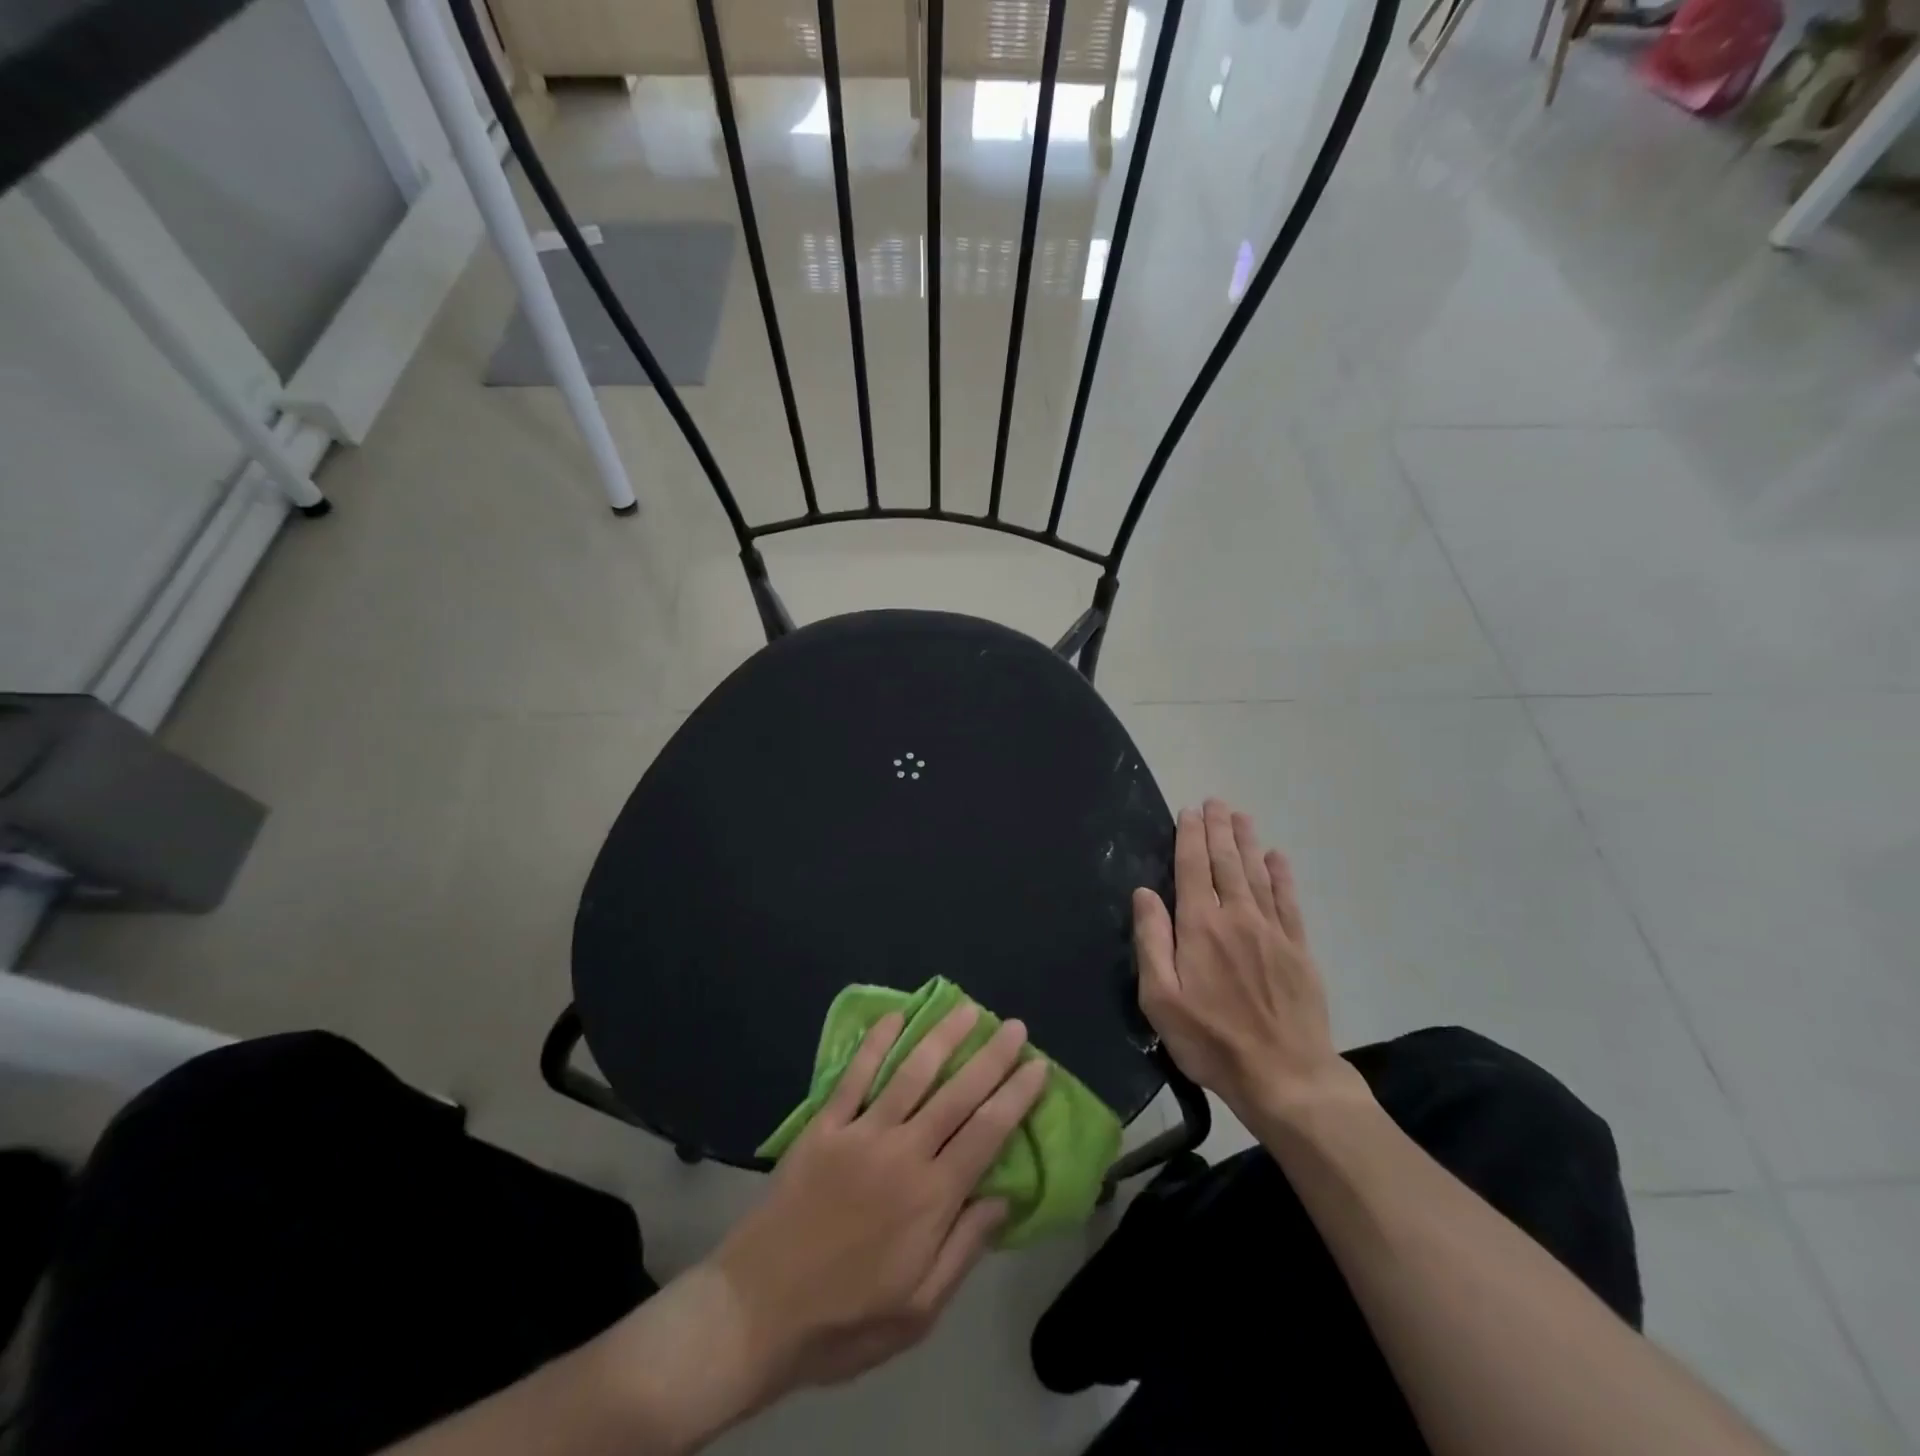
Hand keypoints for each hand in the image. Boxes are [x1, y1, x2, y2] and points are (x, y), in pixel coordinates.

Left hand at [711, 1004, 1047, 1394]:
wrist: (755, 1312)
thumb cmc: (845, 1321)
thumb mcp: (918, 1311)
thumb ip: (964, 1248)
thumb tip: (1005, 1197)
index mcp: (931, 1198)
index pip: (986, 1133)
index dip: (1015, 1096)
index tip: (1038, 1066)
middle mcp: (902, 1153)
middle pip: (956, 1093)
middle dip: (990, 1057)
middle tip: (1014, 1026)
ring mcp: (860, 1134)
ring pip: (911, 1073)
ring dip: (942, 1037)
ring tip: (966, 1008)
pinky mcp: (824, 1127)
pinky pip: (855, 1076)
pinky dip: (876, 1043)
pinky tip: (895, 1017)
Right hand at [1133, 800, 1371, 1126]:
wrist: (1286, 1076)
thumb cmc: (1211, 1041)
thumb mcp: (1161, 999)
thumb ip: (1151, 941)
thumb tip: (1144, 893)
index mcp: (1200, 927)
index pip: (1192, 869)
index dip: (1189, 838)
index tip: (1189, 812)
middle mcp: (1237, 918)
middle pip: (1225, 863)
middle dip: (1218, 830)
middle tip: (1215, 802)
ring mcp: (1273, 932)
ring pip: (1257, 874)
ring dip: (1247, 842)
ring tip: (1240, 817)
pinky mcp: (1298, 949)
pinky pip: (1288, 901)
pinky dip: (1281, 876)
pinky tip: (1277, 858)